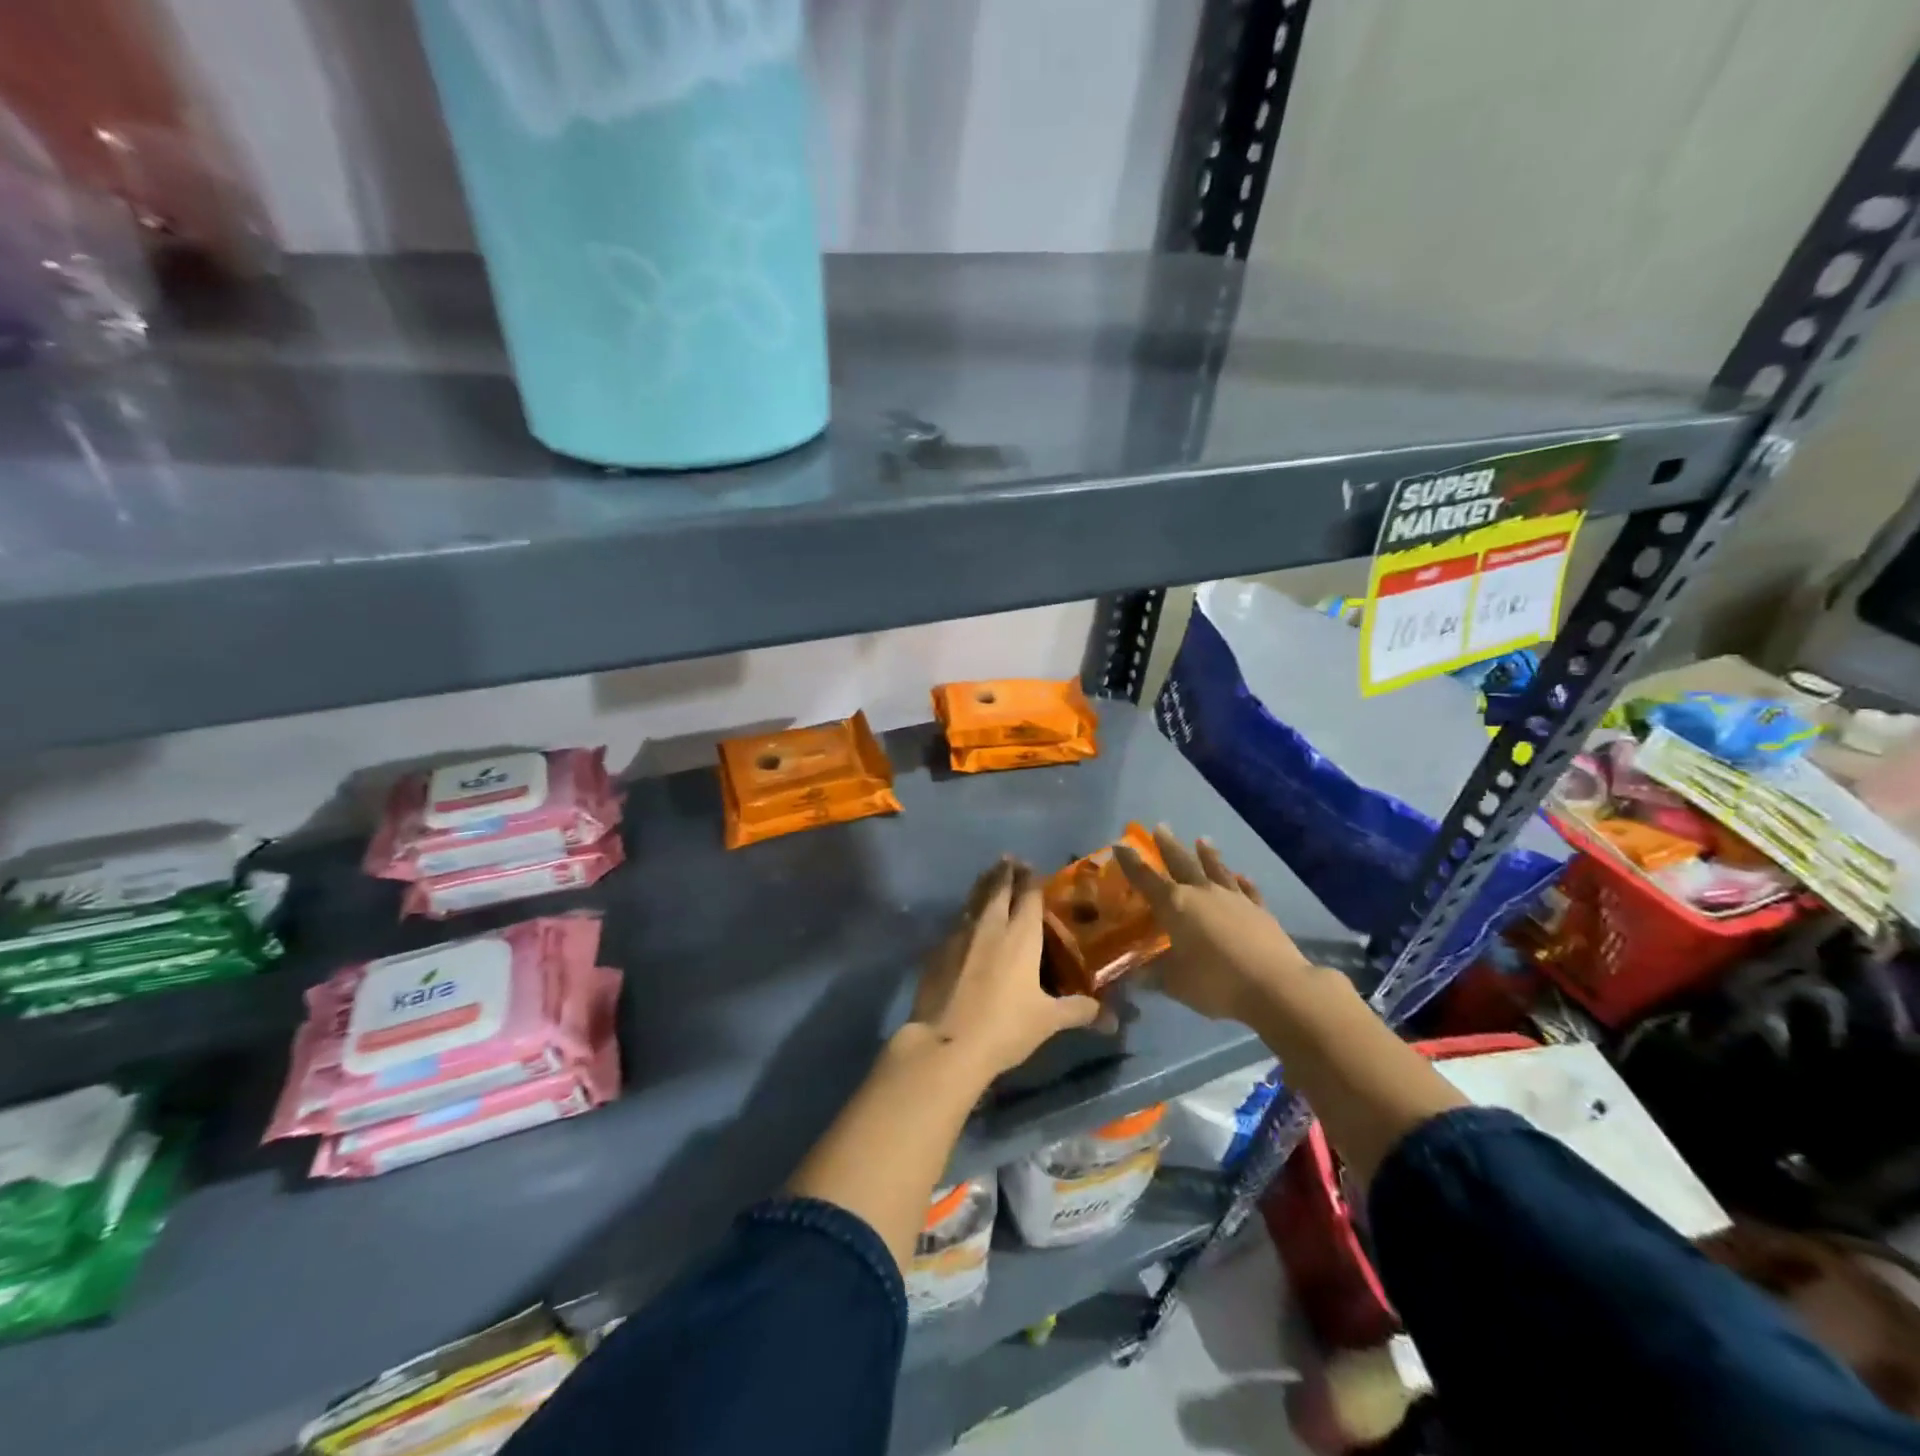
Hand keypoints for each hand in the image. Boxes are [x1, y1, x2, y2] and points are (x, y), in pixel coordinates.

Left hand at [910, 857, 1103, 1077]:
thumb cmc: (1005, 1027)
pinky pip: (957, 921)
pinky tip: (967, 919)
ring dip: (983, 885)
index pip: (1028, 895)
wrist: (946, 1042)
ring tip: (989, 875)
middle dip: (1005, 872)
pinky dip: (966, 913)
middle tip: (1010, 859)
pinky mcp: (938, 950)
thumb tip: (1109, 1016)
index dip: (1031, 879)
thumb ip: (1077, 1010)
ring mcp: (960, 935)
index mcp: (1020, 935)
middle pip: (998, 888)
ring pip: (974, 900)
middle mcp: (991, 925)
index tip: (1032, 867)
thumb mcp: (1048, 1021)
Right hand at [1115, 825, 1312, 1021]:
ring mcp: (1234, 899)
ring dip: (1208, 855)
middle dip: (1168, 846)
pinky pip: (1248, 890)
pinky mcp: (1260, 911)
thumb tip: (1132, 977)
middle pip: (1182, 863)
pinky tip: (1242, 876)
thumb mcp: (1175, 984)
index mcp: (1175, 906)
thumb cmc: (1215, 982)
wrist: (1275, 986)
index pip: (1146, 879)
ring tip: (1202, 840)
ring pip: (1216, 870)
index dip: (1131, 862)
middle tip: (1160, 827)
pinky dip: (1243, 881)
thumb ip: (1153, 976)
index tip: (1120, 845)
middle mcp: (1202, 894)